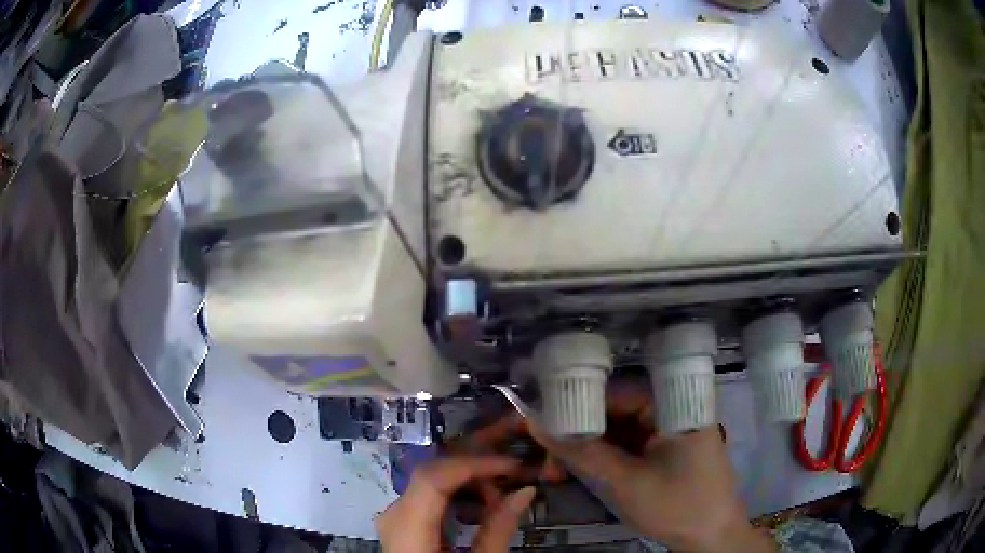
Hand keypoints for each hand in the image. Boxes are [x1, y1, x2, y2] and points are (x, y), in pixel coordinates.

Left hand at [376, 456, 534, 551]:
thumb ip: (498, 529)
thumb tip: (525, 491)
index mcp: (407, 529)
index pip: (432, 478)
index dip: (473, 464)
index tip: (510, 465)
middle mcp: (394, 515)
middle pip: (431, 475)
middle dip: (474, 469)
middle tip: (512, 476)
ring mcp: (395, 517)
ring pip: (430, 481)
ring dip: (467, 481)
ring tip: (499, 496)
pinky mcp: (403, 522)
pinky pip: (428, 496)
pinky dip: (456, 494)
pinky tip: (479, 506)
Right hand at [528, 381, 776, 552]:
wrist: (712, 538)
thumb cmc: (677, 506)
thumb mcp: (626, 481)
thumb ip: (583, 452)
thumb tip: (537, 423)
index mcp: (673, 404)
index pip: (616, 392)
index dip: (576, 404)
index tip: (541, 420)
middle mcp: (672, 410)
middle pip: (615, 411)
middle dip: (578, 431)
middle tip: (544, 452)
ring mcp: (669, 431)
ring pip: (619, 430)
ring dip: (588, 446)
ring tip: (555, 466)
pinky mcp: (665, 450)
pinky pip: (629, 445)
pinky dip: (605, 456)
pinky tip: (581, 469)